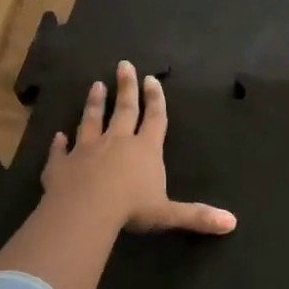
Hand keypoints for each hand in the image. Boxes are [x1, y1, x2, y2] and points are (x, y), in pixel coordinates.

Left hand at [42, 61, 236, 236]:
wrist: (85, 210)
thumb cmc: (131, 208)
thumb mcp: (168, 214)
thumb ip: (197, 216)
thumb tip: (232, 223)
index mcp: (145, 149)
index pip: (154, 118)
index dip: (155, 99)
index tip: (152, 78)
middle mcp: (116, 142)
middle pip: (123, 109)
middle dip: (126, 87)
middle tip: (123, 65)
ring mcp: (86, 150)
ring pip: (91, 121)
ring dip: (94, 104)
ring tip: (96, 85)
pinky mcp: (61, 164)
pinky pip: (60, 151)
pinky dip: (59, 143)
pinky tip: (57, 135)